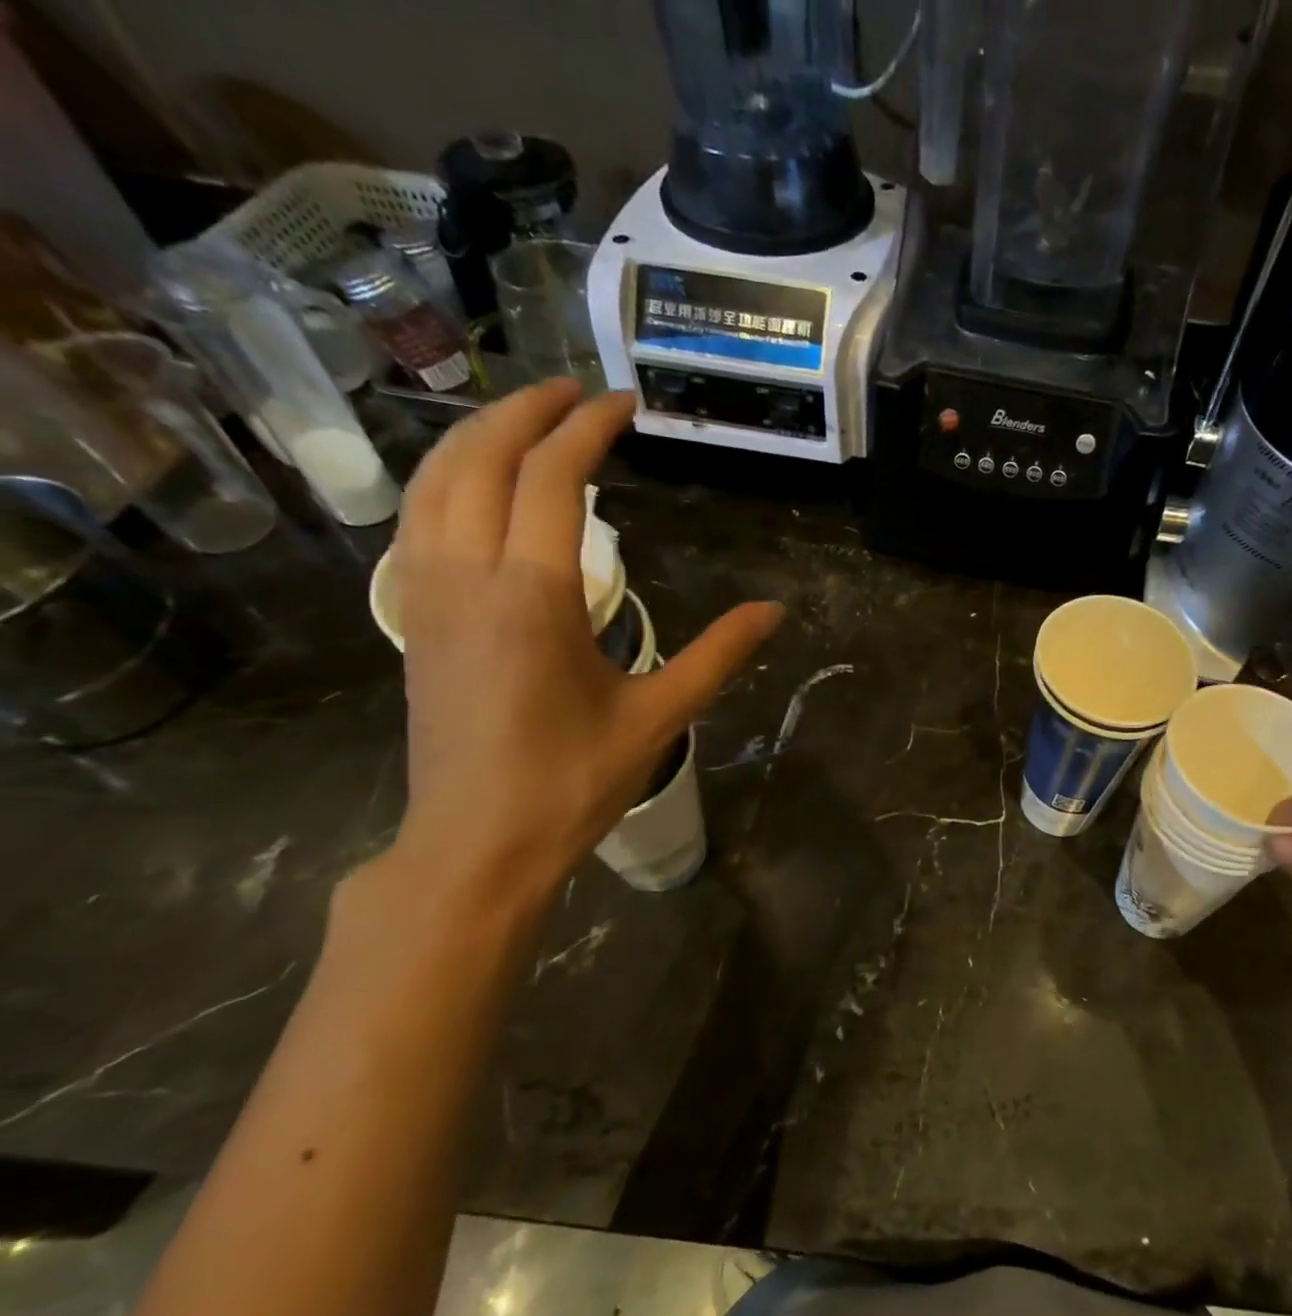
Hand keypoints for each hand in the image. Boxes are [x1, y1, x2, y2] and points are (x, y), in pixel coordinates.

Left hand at [390, 381, 782, 900]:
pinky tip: (479, 486)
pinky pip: (419, 518)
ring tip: (527, 419)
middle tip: (575, 391)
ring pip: (434, 481)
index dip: (588, 429)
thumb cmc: (573, 782)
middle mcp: (465, 575)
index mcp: (531, 595)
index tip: (624, 404)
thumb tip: (773, 610)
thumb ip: (718, 654)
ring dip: (478, 435)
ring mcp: (424, 594)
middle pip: (480, 458)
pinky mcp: (411, 616)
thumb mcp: (658, 716)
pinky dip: (448, 477)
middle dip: (526, 411)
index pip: (552, 478)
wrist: (477, 842)